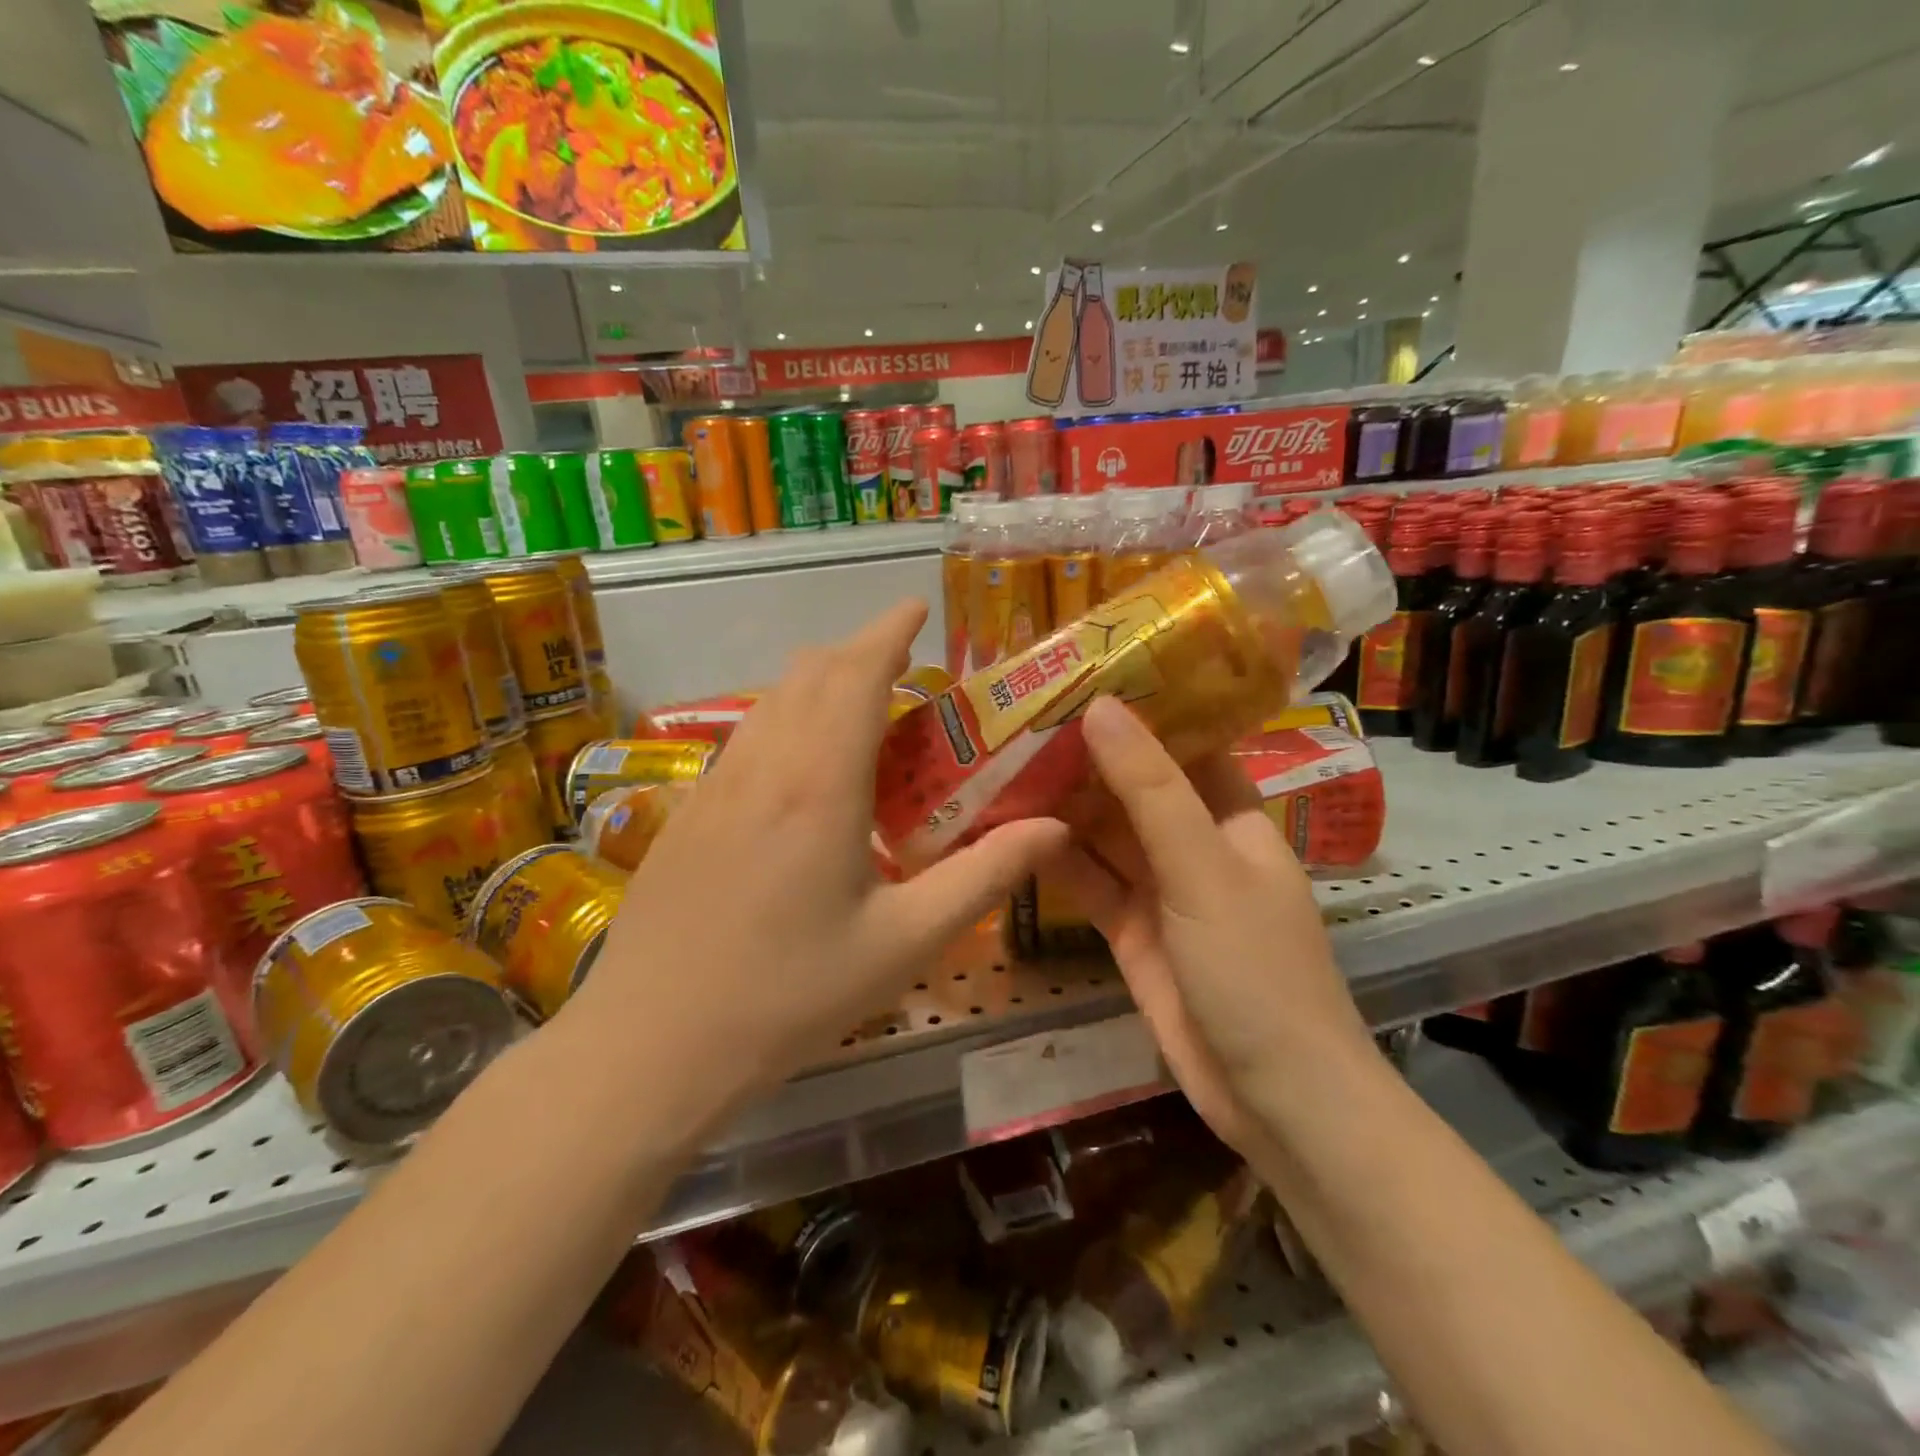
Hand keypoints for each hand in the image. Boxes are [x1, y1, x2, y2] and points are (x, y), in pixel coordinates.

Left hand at [564, 601, 1069, 1108]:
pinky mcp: (688, 811)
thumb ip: (984, 876)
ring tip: (864, 709)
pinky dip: (786, 719)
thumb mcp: (904, 943)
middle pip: (810, 673)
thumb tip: (1054, 827)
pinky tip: (805, 768)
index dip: (889, 631)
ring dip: (820, 683)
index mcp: (821, 784)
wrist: (652, 1045)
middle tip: (906, 664)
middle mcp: (764, 765)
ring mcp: (715, 785)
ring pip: (772, 700)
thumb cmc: (790, 996)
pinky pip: (747, 735)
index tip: (918, 607)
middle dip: (860, 650)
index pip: (857, 674)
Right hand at [1048, 697, 1374, 1154]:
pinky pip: (1090, 881)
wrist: (1274, 1099)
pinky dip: (1057, 860)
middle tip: (1019, 716)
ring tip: (1002, 762)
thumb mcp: (1202, 868)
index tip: (1081, 673)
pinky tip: (1012, 832)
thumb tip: (1100, 708)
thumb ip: (1150, 790)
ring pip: (1106, 833)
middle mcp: (1196, 843)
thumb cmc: (1255, 970)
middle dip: (1086, 756)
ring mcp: (1161, 889)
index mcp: (1233, 816)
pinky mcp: (1131, 931)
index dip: (1141, 707)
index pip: (1186, 742)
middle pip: (1135, 786)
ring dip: (1063, 805)